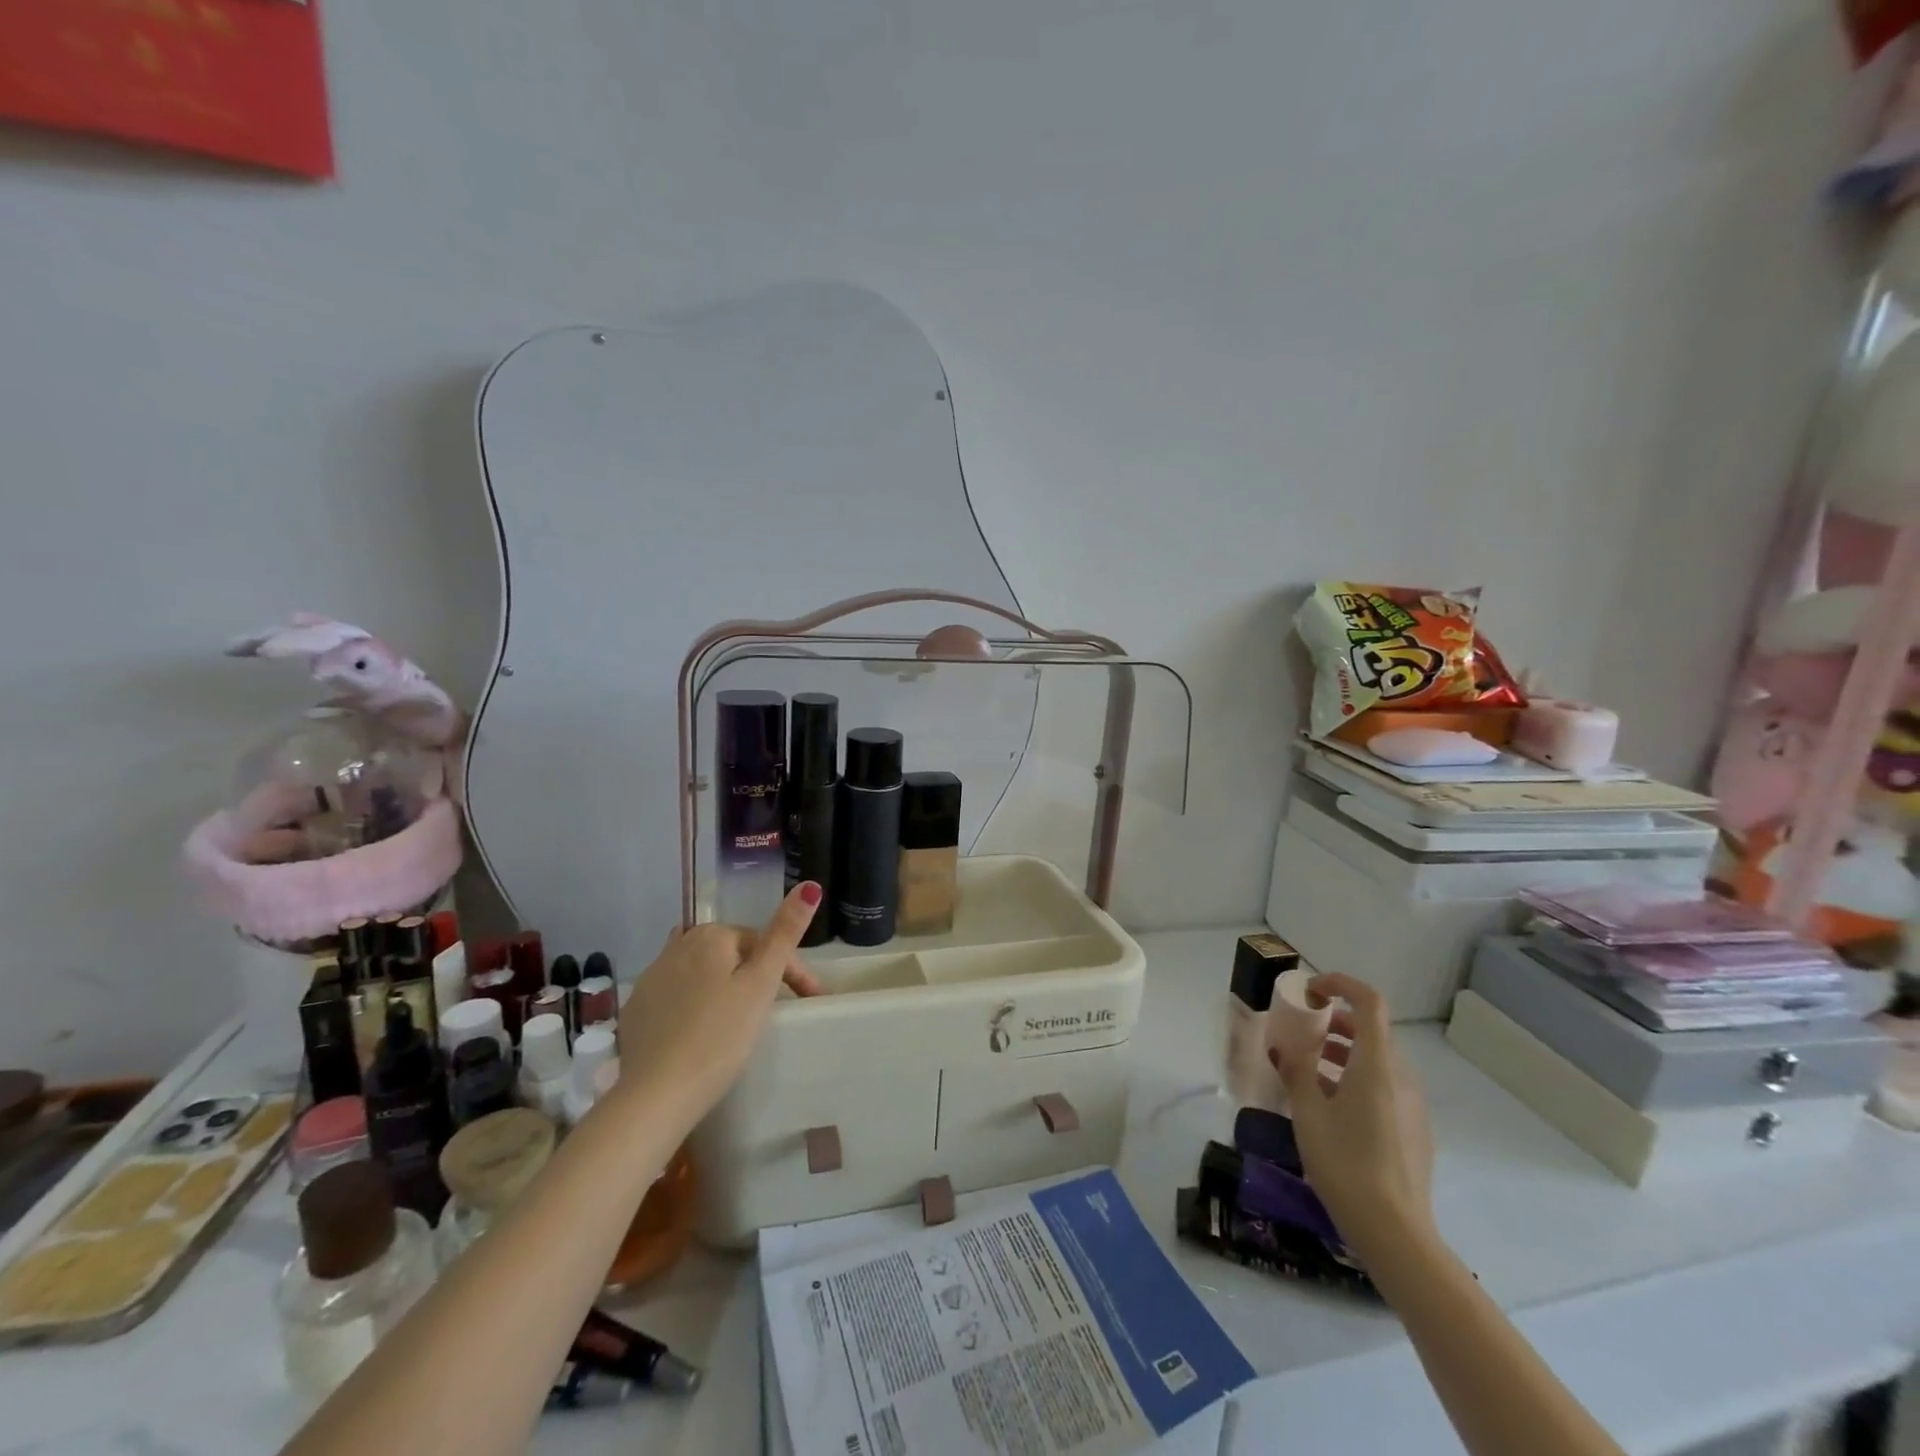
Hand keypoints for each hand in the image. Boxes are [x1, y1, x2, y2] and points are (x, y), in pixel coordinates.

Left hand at [612, 883, 825, 1124]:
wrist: (656, 1096)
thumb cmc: (719, 1037)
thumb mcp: (761, 984)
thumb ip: (784, 933)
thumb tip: (808, 885)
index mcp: (710, 936)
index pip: (763, 942)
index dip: (791, 969)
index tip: (810, 999)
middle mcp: (676, 946)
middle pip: (731, 954)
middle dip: (756, 974)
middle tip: (778, 1010)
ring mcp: (651, 978)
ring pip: (702, 973)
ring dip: (725, 987)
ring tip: (742, 1020)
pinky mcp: (636, 1011)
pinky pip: (676, 996)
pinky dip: (695, 1005)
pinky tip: (702, 1030)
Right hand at [1272, 972, 1435, 1258]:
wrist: (1395, 1233)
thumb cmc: (1345, 1162)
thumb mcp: (1308, 1112)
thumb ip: (1296, 1071)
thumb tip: (1286, 1047)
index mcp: (1377, 1065)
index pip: (1369, 1002)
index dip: (1340, 985)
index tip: (1310, 991)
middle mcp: (1401, 1077)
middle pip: (1372, 1030)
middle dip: (1335, 1021)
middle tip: (1302, 1032)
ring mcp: (1412, 1105)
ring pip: (1378, 1060)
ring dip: (1343, 1051)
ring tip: (1309, 1069)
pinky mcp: (1414, 1129)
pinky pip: (1384, 1086)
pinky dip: (1356, 1078)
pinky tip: (1331, 1107)